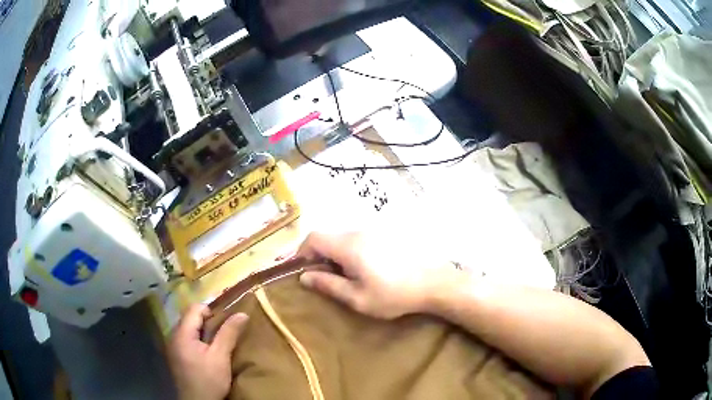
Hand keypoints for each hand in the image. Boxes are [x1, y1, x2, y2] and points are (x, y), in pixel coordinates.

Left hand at [167, 304, 248, 399]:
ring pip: (188, 329)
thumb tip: (242, 314)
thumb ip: (228, 334)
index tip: (224, 326)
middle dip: (207, 322)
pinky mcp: (175, 356)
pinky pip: (186, 339)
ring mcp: (172, 346)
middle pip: (189, 317)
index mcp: (181, 333)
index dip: (210, 312)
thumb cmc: (208, 380)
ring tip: (216, 345)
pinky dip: (197, 341)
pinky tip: (206, 354)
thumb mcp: (221, 357)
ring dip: (202, 332)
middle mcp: (173, 336)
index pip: (194, 308)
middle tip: (222, 336)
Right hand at [297, 232, 464, 318]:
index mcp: (348, 246)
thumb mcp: (357, 298)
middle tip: (321, 277)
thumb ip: (328, 285)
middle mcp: (358, 232)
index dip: (301, 251)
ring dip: (334, 254)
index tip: (301, 270)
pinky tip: (361, 269)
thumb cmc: (393, 294)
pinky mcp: (385, 235)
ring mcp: (374, 232)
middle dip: (317, 255)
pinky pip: (357, 239)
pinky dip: (348, 251)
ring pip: (342, 237)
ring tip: (341, 276)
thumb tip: (304, 277)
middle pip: (327, 236)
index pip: (313, 237)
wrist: (433, 282)